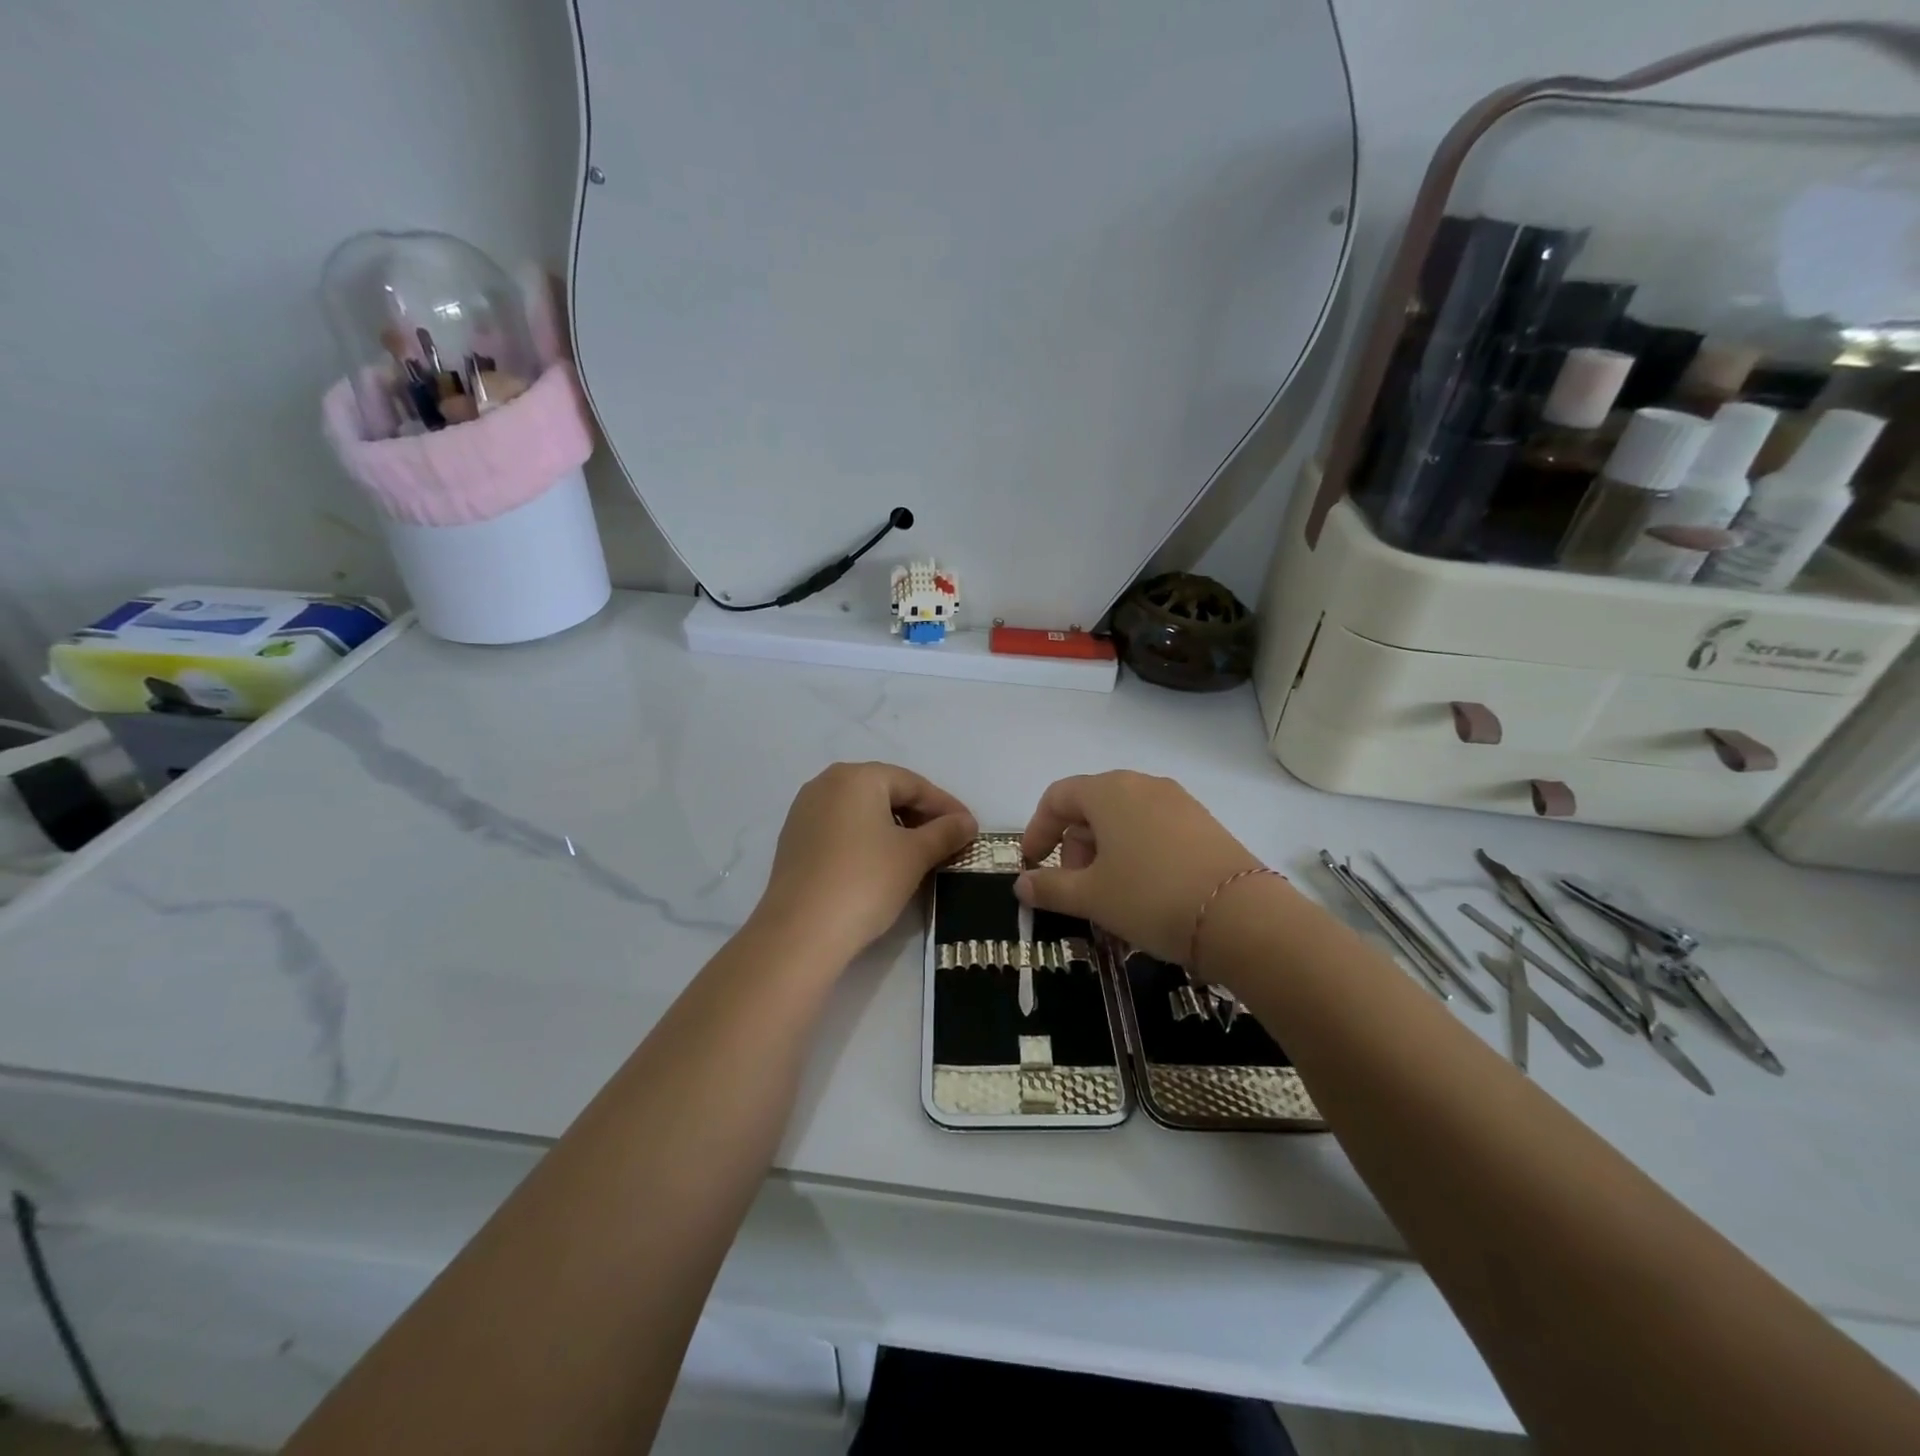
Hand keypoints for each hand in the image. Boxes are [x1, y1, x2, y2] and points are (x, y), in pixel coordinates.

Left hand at [755, 762, 976, 963]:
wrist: (801, 932)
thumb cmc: (865, 881)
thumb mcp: (914, 855)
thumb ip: (945, 833)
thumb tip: (967, 822)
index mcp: (856, 777)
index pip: (913, 783)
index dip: (945, 806)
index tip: (969, 827)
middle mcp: (826, 784)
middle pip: (885, 792)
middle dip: (920, 815)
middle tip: (947, 840)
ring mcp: (805, 812)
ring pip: (862, 811)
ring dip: (894, 828)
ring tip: (919, 854)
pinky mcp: (795, 840)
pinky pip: (841, 829)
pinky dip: (867, 840)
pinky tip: (882, 864)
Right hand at [1016, 772, 1262, 964]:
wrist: (1241, 917)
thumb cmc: (1150, 897)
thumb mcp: (1091, 896)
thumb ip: (1049, 887)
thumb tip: (1021, 884)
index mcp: (1109, 791)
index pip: (1058, 797)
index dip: (1038, 829)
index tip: (1032, 864)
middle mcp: (1143, 785)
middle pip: (1091, 809)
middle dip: (1074, 849)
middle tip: (1075, 889)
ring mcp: (1178, 802)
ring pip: (1124, 822)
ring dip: (1105, 856)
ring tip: (1109, 899)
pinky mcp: (1204, 824)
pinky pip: (1154, 832)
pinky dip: (1136, 856)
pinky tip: (1143, 895)